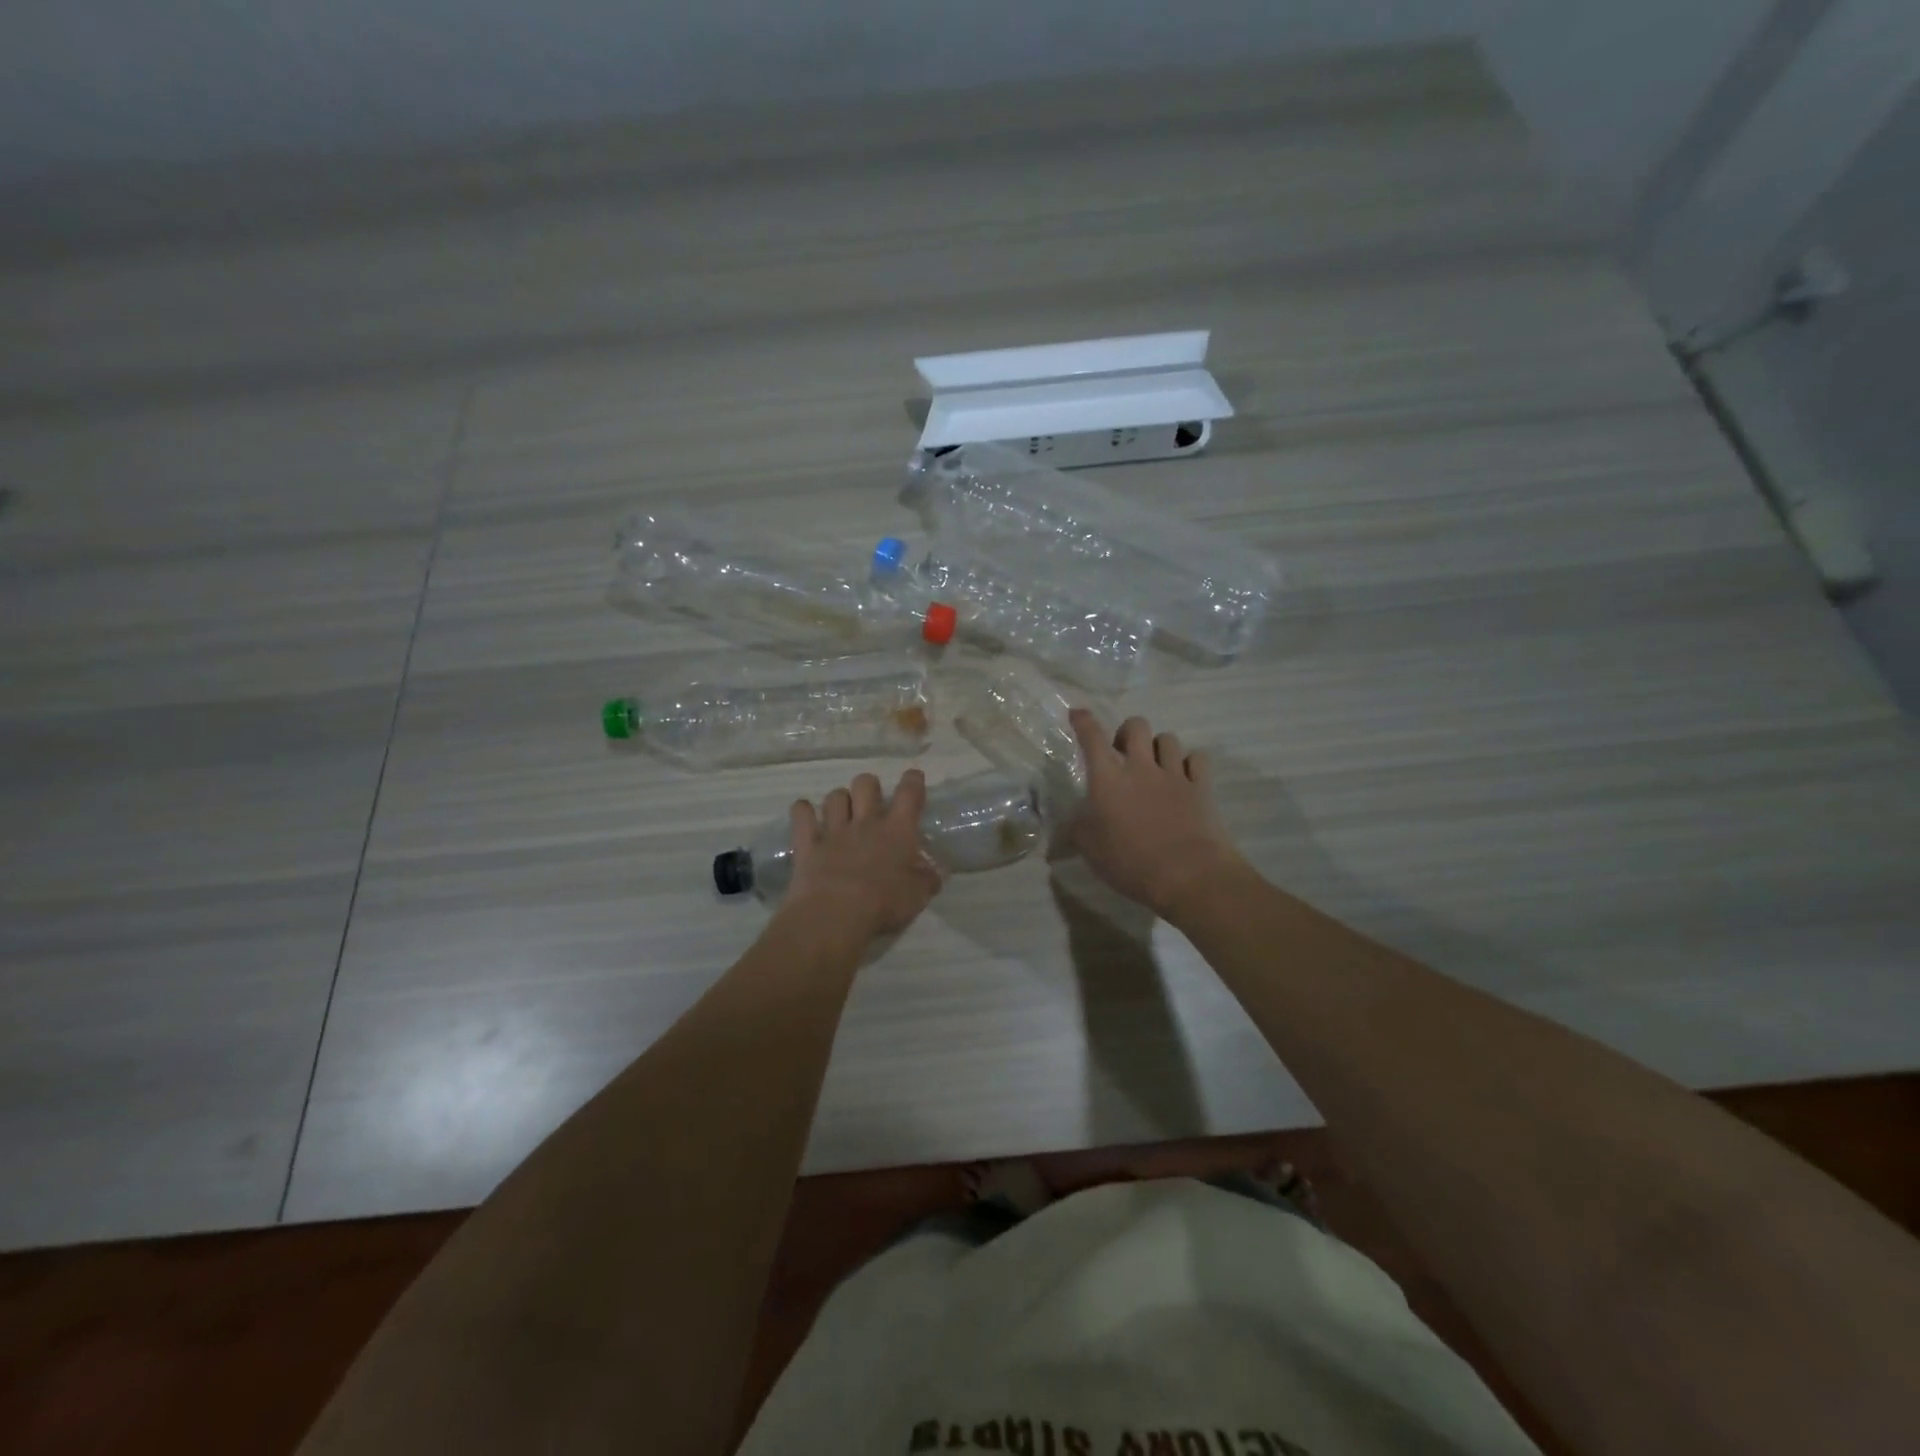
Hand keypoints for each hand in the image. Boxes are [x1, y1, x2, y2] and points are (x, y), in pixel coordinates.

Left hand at [782, 769, 942, 942]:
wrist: (835, 914)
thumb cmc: (883, 904)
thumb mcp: (918, 896)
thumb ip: (928, 879)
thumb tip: (936, 870)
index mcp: (897, 831)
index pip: (909, 794)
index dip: (912, 781)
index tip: (913, 777)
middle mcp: (865, 822)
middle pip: (865, 784)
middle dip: (869, 786)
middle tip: (871, 802)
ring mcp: (834, 830)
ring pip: (835, 796)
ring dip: (839, 800)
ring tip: (841, 812)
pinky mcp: (807, 843)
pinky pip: (802, 814)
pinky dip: (803, 811)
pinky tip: (805, 814)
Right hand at [1068, 709, 1245, 920]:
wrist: (1188, 875)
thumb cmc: (1130, 862)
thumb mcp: (1090, 850)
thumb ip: (1078, 829)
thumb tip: (1071, 820)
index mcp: (1108, 779)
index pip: (1091, 737)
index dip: (1083, 721)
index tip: (1077, 713)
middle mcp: (1140, 767)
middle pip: (1136, 725)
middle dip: (1127, 732)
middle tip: (1123, 754)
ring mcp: (1174, 774)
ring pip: (1168, 739)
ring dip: (1158, 747)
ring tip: (1155, 765)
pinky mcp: (1201, 786)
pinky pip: (1197, 759)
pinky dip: (1190, 763)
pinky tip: (1185, 777)